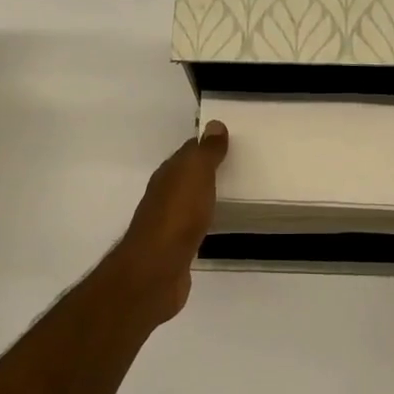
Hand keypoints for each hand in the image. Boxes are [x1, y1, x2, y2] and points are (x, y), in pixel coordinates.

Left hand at [107, 121, 228, 324]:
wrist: (157, 269)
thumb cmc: (178, 216)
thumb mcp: (195, 175)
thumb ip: (205, 152)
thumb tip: (213, 124)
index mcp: (168, 175)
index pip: (188, 152)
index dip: (206, 145)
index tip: (229, 141)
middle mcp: (164, 195)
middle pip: (187, 177)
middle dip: (207, 171)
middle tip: (237, 166)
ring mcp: (168, 223)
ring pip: (190, 202)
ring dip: (205, 196)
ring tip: (232, 194)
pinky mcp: (176, 248)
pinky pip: (193, 226)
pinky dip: (205, 220)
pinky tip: (216, 224)